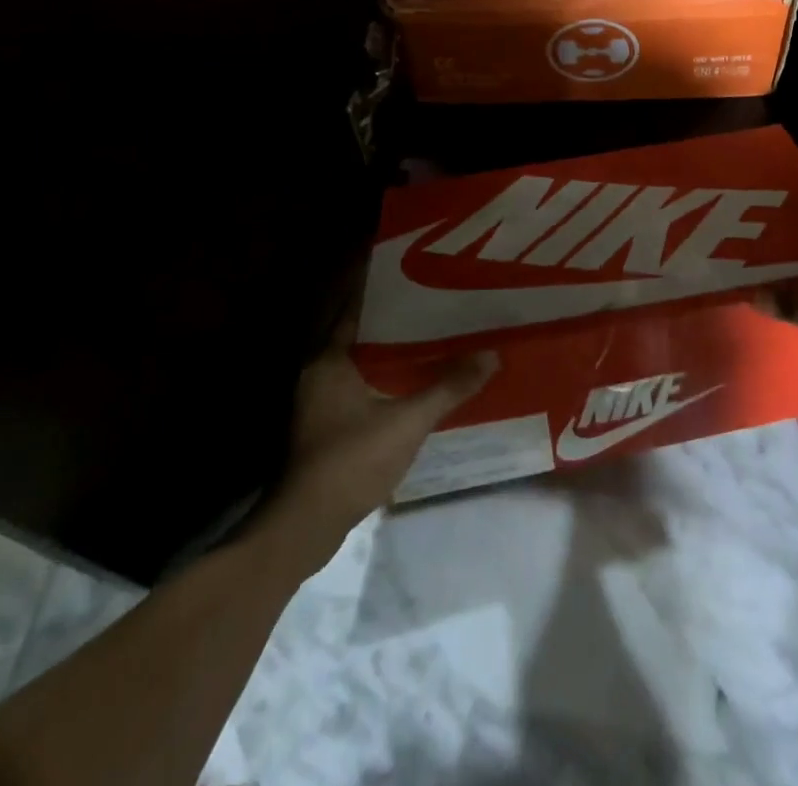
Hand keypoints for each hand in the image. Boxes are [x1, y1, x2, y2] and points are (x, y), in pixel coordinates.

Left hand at [249, 305, 496, 579]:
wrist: (306, 526)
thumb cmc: (351, 460)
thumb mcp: (408, 421)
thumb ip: (449, 387)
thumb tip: (491, 355)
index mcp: (330, 359)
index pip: (356, 307)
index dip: (382, 288)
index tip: (412, 271)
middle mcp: (320, 372)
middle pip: (361, 332)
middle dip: (394, 318)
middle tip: (433, 299)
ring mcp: (319, 401)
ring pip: (361, 361)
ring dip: (390, 349)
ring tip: (432, 333)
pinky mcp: (326, 426)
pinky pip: (360, 384)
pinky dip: (385, 376)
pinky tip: (414, 379)